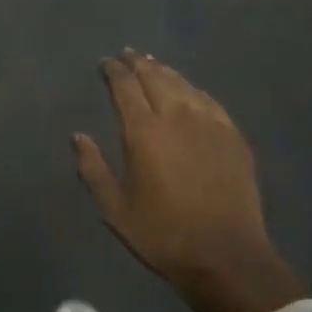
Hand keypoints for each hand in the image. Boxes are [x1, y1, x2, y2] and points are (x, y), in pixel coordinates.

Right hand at [74, 50, 303, 311]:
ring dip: (164, 71)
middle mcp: (176, 116)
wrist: (226, 257)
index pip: (125, 86)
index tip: (105, 63)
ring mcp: (209, 123)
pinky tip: (189, 91)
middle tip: (127, 55)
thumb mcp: (115, 209)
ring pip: (183, 84)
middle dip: (138, 62)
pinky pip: (208, 100)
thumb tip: (78, 136)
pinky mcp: (233, 136)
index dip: (113, 70)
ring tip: (153, 64)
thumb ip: (92, 168)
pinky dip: (192, 89)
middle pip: (155, 76)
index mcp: (143, 131)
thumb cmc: (163, 235)